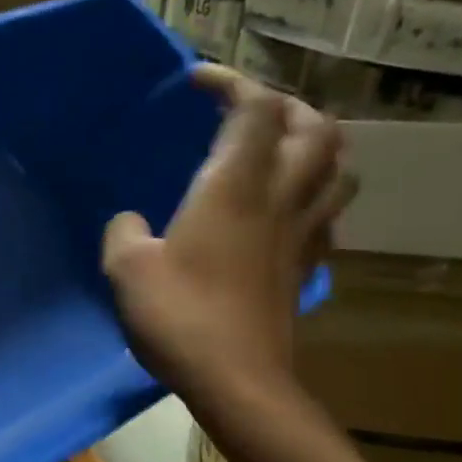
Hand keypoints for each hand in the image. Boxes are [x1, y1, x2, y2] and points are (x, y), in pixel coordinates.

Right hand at [102, 64, 354, 407]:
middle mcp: (279, 198)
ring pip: (336, 166)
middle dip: (282, 104)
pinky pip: (327, 212)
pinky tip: (286, 209)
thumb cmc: (178, 316)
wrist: (236, 379)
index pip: (256, 109)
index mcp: (234, 187)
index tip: (196, 82)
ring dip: (313, 143)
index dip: (232, 82)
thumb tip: (131, 222)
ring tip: (279, 148)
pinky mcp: (305, 266)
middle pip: (313, 127)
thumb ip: (124, 233)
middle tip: (244, 110)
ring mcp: (302, 233)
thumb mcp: (127, 269)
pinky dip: (315, 193)